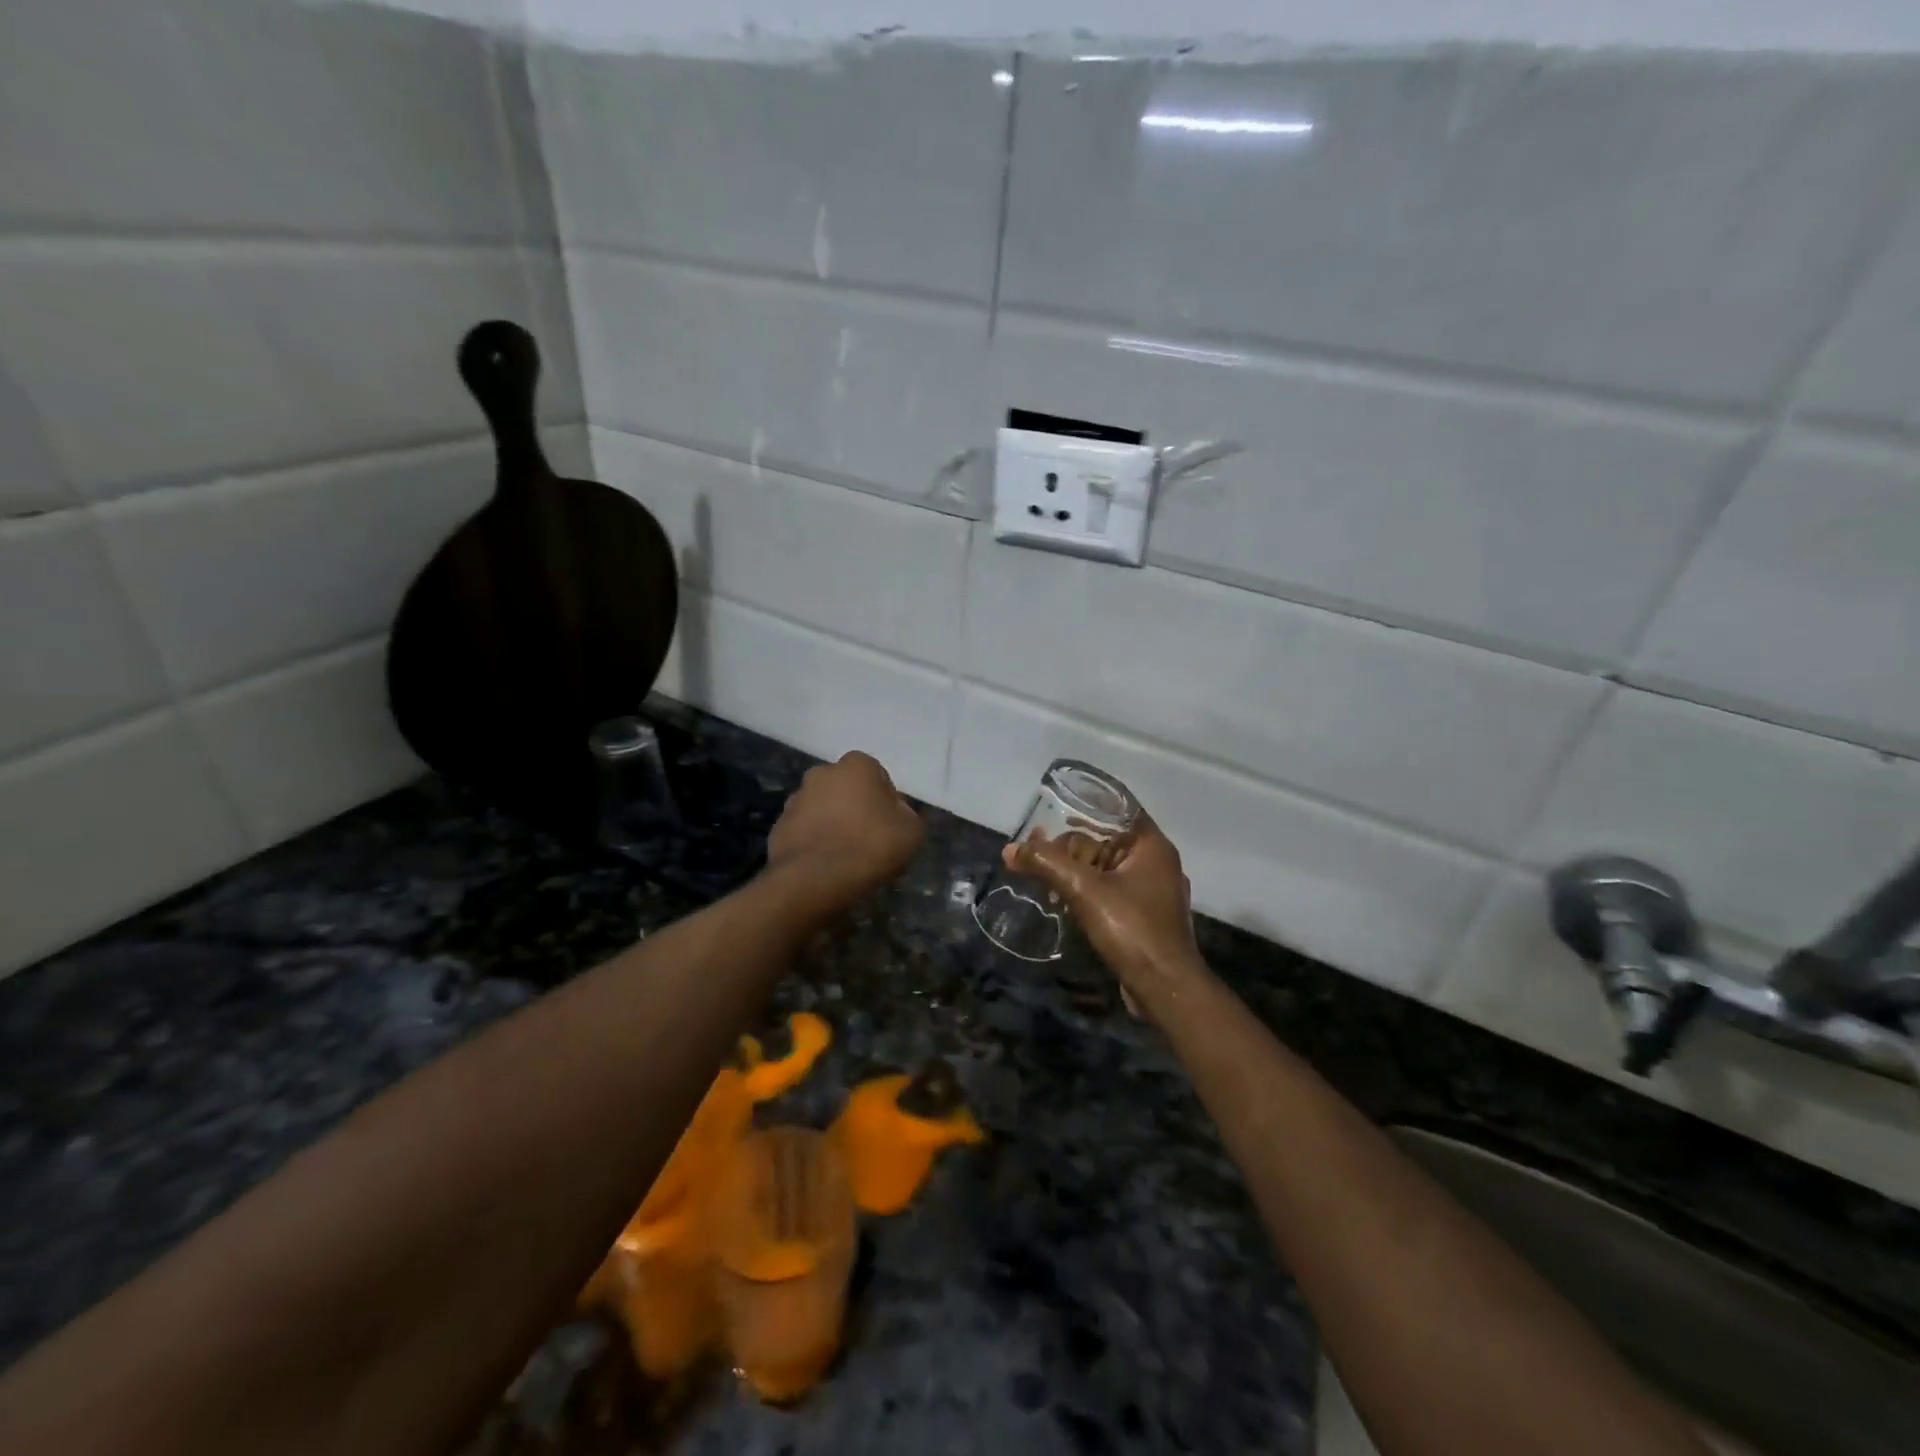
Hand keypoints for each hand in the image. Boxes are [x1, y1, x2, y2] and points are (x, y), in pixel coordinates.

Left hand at [767, 751, 924, 899]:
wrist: (815, 879)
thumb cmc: (870, 846)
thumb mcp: (912, 831)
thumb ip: (909, 814)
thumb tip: (897, 812)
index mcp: (856, 765)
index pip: (877, 775)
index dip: (886, 800)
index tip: (890, 825)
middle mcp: (822, 773)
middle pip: (846, 789)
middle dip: (855, 807)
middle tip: (868, 838)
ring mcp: (795, 799)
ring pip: (823, 808)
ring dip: (833, 823)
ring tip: (845, 855)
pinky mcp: (778, 826)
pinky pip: (804, 830)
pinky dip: (814, 841)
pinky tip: (825, 864)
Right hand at [1006, 813, 1201, 1007]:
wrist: (1166, 989)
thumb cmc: (1132, 929)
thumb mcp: (1084, 891)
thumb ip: (1047, 864)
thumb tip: (1010, 850)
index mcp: (1152, 845)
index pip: (1117, 808)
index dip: (1084, 806)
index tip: (1052, 809)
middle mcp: (1157, 862)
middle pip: (1107, 840)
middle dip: (1070, 845)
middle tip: (1036, 850)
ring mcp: (1153, 891)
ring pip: (1107, 867)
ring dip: (1075, 871)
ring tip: (1043, 877)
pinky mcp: (1146, 916)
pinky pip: (1112, 891)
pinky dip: (1088, 891)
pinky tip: (1063, 901)